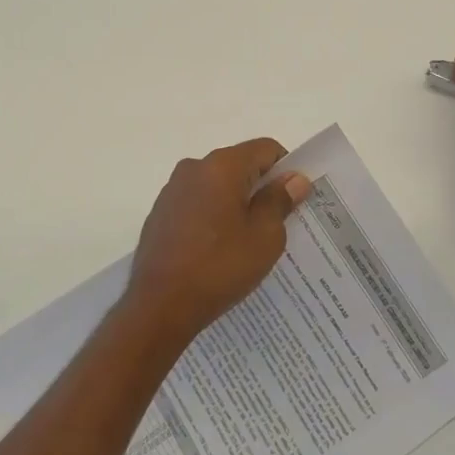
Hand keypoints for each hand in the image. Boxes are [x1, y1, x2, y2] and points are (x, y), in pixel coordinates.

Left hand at [122, 138, 312, 346]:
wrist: (159, 305)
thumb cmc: (219, 266)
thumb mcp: (264, 236)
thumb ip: (280, 201)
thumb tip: (294, 178)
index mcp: (222, 165)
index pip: (265, 149)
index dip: (286, 169)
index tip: (294, 199)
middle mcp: (194, 167)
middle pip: (240, 165)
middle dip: (260, 188)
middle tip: (277, 224)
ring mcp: (173, 190)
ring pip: (217, 186)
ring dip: (235, 204)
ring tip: (247, 242)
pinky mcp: (160, 213)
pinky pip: (197, 203)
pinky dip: (213, 217)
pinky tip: (218, 250)